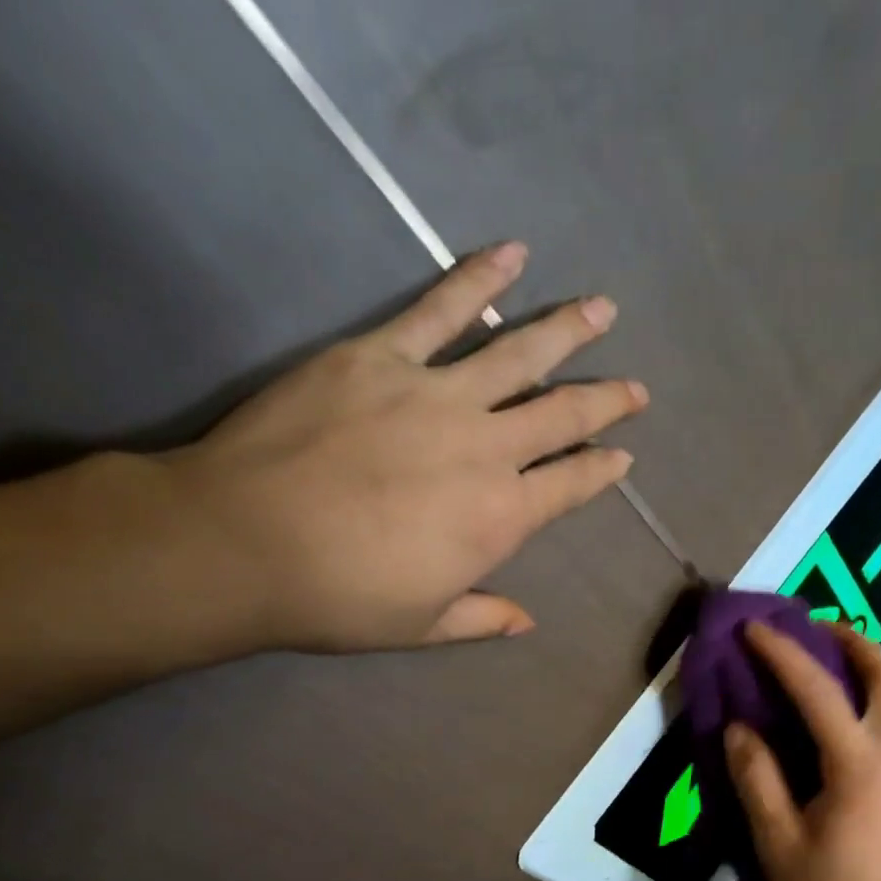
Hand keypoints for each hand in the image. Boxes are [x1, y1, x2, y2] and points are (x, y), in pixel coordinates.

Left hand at [161, 241, 647, 651]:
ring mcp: (436, 394)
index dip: (602, 471)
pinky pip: (440, 308)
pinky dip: (479, 279)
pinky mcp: (381, 355)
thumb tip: (527, 621)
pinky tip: (511, 254)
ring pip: (518, 354)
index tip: (624, 457)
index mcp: (501, 517)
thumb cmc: (340, 596)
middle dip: (606, 400)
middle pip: (562, 415)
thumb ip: (482, 618)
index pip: (570, 485)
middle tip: (636, 388)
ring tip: (602, 310)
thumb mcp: (423, 626)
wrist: (244, 543)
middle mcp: (486, 449)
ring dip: (566, 330)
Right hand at [724, 621, 880, 880]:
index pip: (819, 690)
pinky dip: (874, 707)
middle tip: (814, 631)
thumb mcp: (777, 843)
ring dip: (867, 672)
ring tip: (826, 672)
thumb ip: (757, 779)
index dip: (783, 653)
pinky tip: (844, 731)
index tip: (755, 629)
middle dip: (852, 641)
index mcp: (861, 766)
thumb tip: (740, 729)